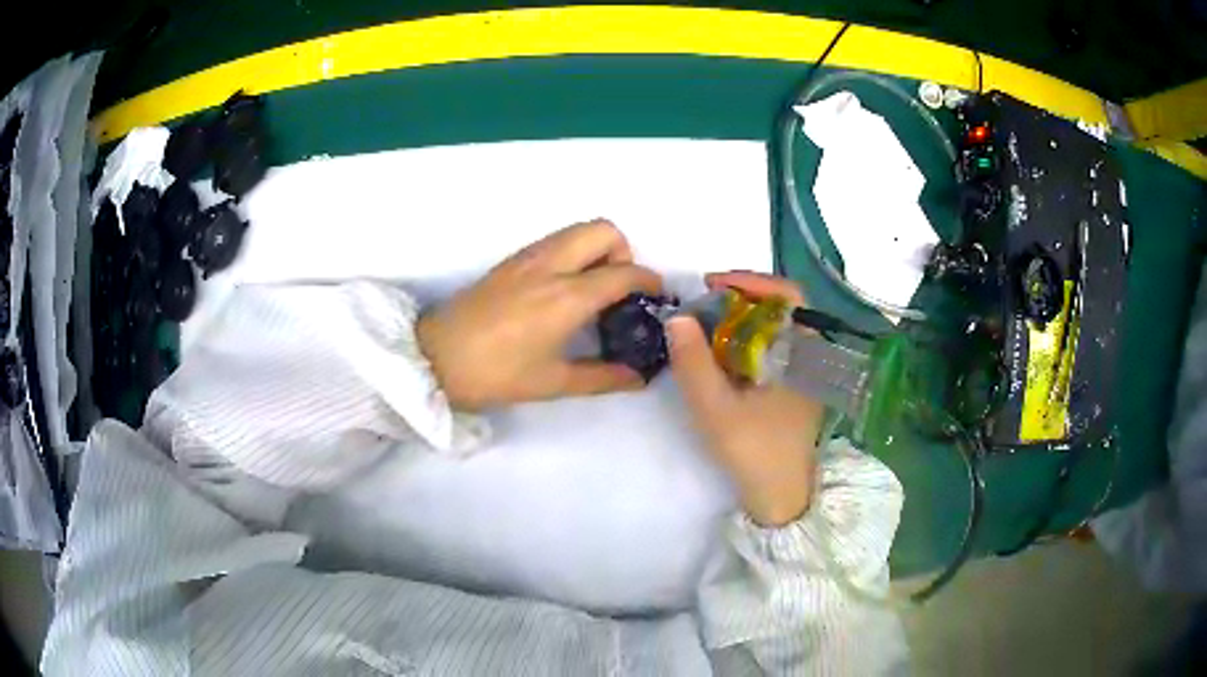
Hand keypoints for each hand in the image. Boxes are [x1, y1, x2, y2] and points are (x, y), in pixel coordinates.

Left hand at [417, 219, 661, 409]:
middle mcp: (551, 265)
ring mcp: (527, 257)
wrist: (435, 357)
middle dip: (624, 252)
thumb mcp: (553, 382)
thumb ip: (603, 377)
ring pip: (577, 229)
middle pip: (604, 230)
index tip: (656, 298)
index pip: (624, 272)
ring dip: (597, 249)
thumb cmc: (496, 373)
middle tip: (618, 289)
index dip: (649, 281)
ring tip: (591, 289)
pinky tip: (561, 289)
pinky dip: (572, 252)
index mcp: (567, 296)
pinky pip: (555, 240)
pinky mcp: (510, 260)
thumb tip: (639, 378)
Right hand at [667, 272, 824, 526]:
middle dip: (739, 298)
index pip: (788, 295)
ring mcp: (804, 371)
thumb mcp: (716, 410)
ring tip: (705, 323)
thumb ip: (694, 364)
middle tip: (702, 303)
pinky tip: (721, 351)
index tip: (711, 283)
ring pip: (775, 326)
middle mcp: (810, 354)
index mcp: (803, 353)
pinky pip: (772, 346)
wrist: (780, 497)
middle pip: (780, 307)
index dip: (751, 280)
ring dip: (741, 318)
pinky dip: (746, 339)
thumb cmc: (754, 452)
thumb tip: (677, 317)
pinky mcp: (795, 385)